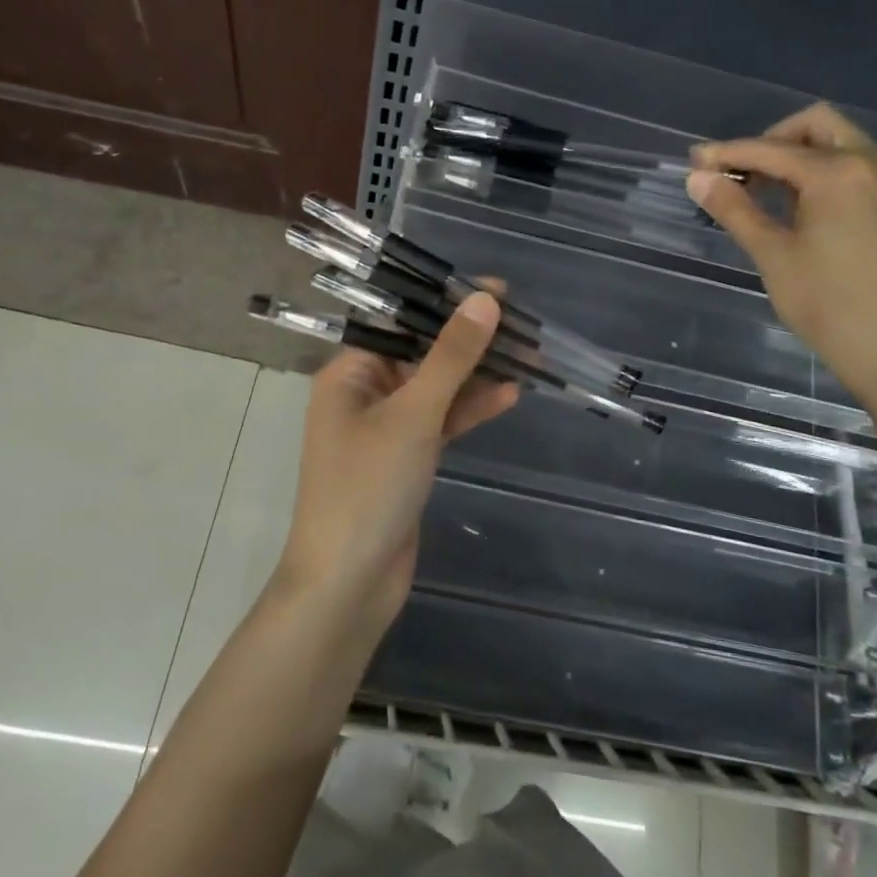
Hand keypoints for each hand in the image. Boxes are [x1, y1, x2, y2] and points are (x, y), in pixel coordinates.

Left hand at [275, 291, 518, 634]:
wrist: (348, 585)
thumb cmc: (368, 488)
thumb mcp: (413, 415)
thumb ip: (451, 357)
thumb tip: (485, 300)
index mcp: (349, 373)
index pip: (402, 322)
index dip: (447, 303)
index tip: (496, 291)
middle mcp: (365, 393)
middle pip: (423, 353)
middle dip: (470, 341)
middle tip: (522, 324)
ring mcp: (387, 428)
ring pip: (438, 388)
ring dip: (477, 375)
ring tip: (528, 356)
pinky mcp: (407, 458)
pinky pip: (442, 421)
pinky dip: (470, 410)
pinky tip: (508, 395)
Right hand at [685, 104, 876, 411]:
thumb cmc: (828, 306)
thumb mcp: (773, 256)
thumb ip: (735, 209)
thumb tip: (697, 177)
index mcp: (838, 173)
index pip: (771, 150)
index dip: (728, 153)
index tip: (695, 162)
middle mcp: (873, 164)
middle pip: (816, 126)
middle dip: (772, 141)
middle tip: (742, 174)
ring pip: (842, 145)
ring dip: (801, 157)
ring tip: (768, 196)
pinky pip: (861, 169)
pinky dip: (828, 174)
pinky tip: (807, 212)